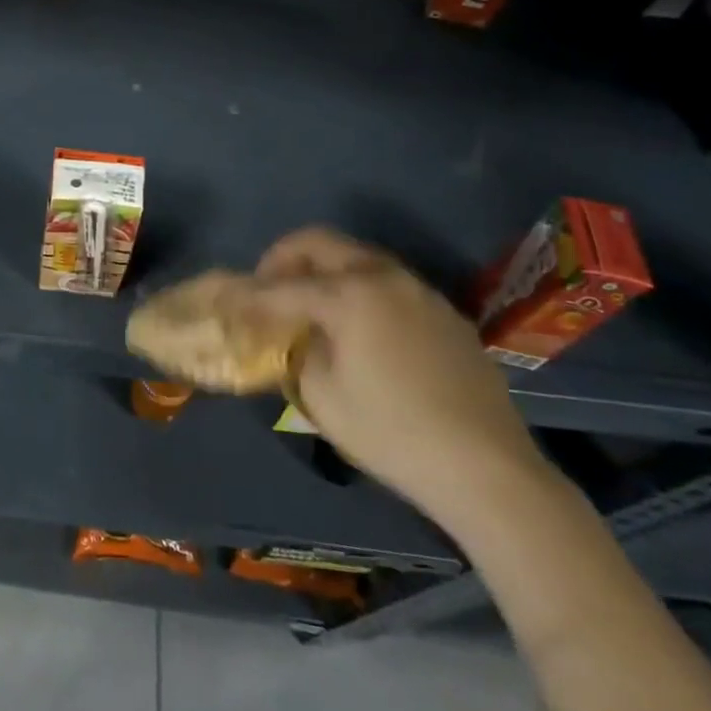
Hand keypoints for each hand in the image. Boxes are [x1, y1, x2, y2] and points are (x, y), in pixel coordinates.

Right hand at [247, 227, 552, 528]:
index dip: (246, 294)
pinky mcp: (444, 312)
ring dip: (323, 270)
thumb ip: (295, 352)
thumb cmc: (392, 432)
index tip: (223, 300)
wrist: (487, 468)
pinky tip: (357, 328)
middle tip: (266, 289)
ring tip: (308, 306)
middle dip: (283, 259)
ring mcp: (420, 290)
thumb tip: (289, 335)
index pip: (280, 286)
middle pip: (319, 242)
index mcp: (349, 293)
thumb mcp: (321, 396)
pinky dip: (358, 288)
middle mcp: (383, 277)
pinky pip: (387, 283)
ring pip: (356, 257)